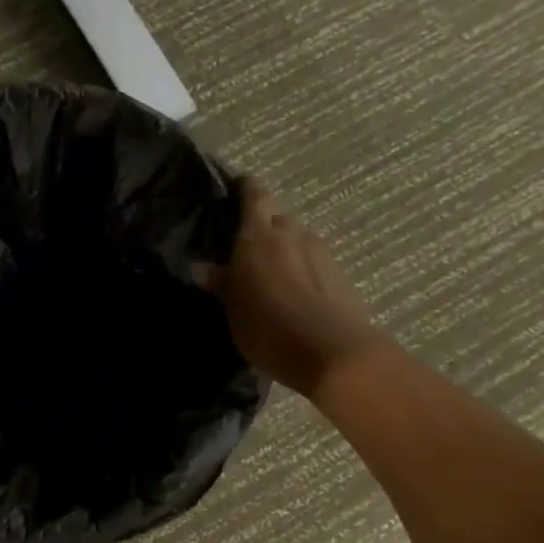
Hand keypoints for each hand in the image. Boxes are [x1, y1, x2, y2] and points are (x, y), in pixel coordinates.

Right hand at [200, 178, 380, 400]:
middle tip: (247, 246)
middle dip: (264, 225)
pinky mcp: (339, 274)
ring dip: (285, 249)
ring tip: (271, 273)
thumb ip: (222, 284)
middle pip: (277, 216)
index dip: (245, 189)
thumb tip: (204, 267)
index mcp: (259, 236)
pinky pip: (313, 261)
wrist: (333, 353)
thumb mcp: (234, 310)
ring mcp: (320, 252)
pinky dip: (302, 268)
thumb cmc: (269, 329)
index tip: (235, 190)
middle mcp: (291, 234)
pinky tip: (294, 291)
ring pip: (298, 239)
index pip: (254, 195)